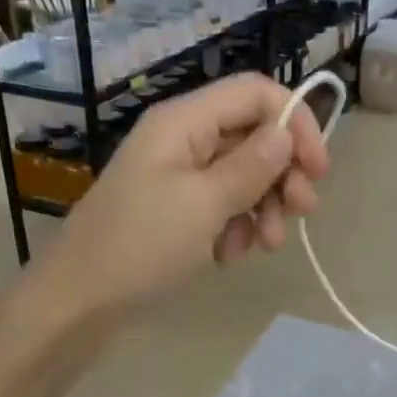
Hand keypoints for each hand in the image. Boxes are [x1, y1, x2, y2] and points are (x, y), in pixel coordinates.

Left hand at [36, 73, 329, 321]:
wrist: (78, 303)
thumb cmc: (140, 246)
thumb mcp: (203, 205)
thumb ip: (250, 166)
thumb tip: (286, 132)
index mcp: (183, 122)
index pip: (255, 93)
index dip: (295, 122)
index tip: (318, 170)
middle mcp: (182, 139)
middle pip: (253, 135)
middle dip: (283, 173)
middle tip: (302, 212)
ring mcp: (177, 176)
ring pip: (242, 174)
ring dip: (263, 206)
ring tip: (264, 245)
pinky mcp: (175, 211)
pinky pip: (221, 205)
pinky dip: (235, 227)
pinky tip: (228, 256)